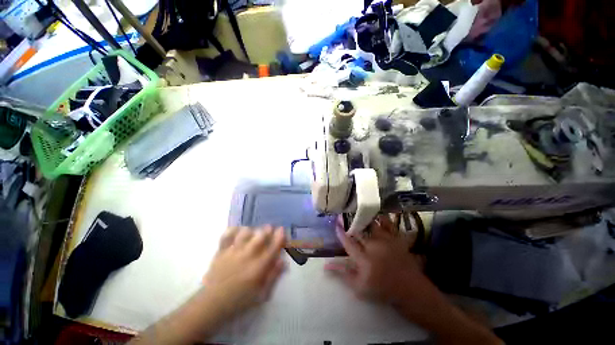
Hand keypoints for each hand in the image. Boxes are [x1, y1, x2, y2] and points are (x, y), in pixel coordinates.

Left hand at [130, 227, 285, 344]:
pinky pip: (227, 235)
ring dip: (252, 230)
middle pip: (261, 235)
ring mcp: (233, 252)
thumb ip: (273, 276)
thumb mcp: (261, 294)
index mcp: (259, 267)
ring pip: (246, 232)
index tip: (282, 229)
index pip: (274, 247)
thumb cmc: (240, 300)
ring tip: (253, 233)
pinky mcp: (221, 251)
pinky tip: (237, 232)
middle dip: (267, 229)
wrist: (213, 304)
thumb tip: (282, 261)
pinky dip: (233, 230)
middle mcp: (248, 255)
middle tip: (269, 229)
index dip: (280, 236)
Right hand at [325, 214, 426, 303]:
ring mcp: (386, 241)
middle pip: (359, 230)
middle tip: (344, 213)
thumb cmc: (382, 289)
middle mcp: (374, 247)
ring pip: (372, 223)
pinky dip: (381, 217)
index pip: (348, 242)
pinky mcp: (396, 238)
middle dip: (350, 221)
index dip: (340, 232)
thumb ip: (342, 273)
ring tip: (357, 210)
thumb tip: (326, 265)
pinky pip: (388, 223)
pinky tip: (376, 213)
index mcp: (363, 259)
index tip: (336, 223)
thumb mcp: (359, 287)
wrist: (409, 290)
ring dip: (363, 217)